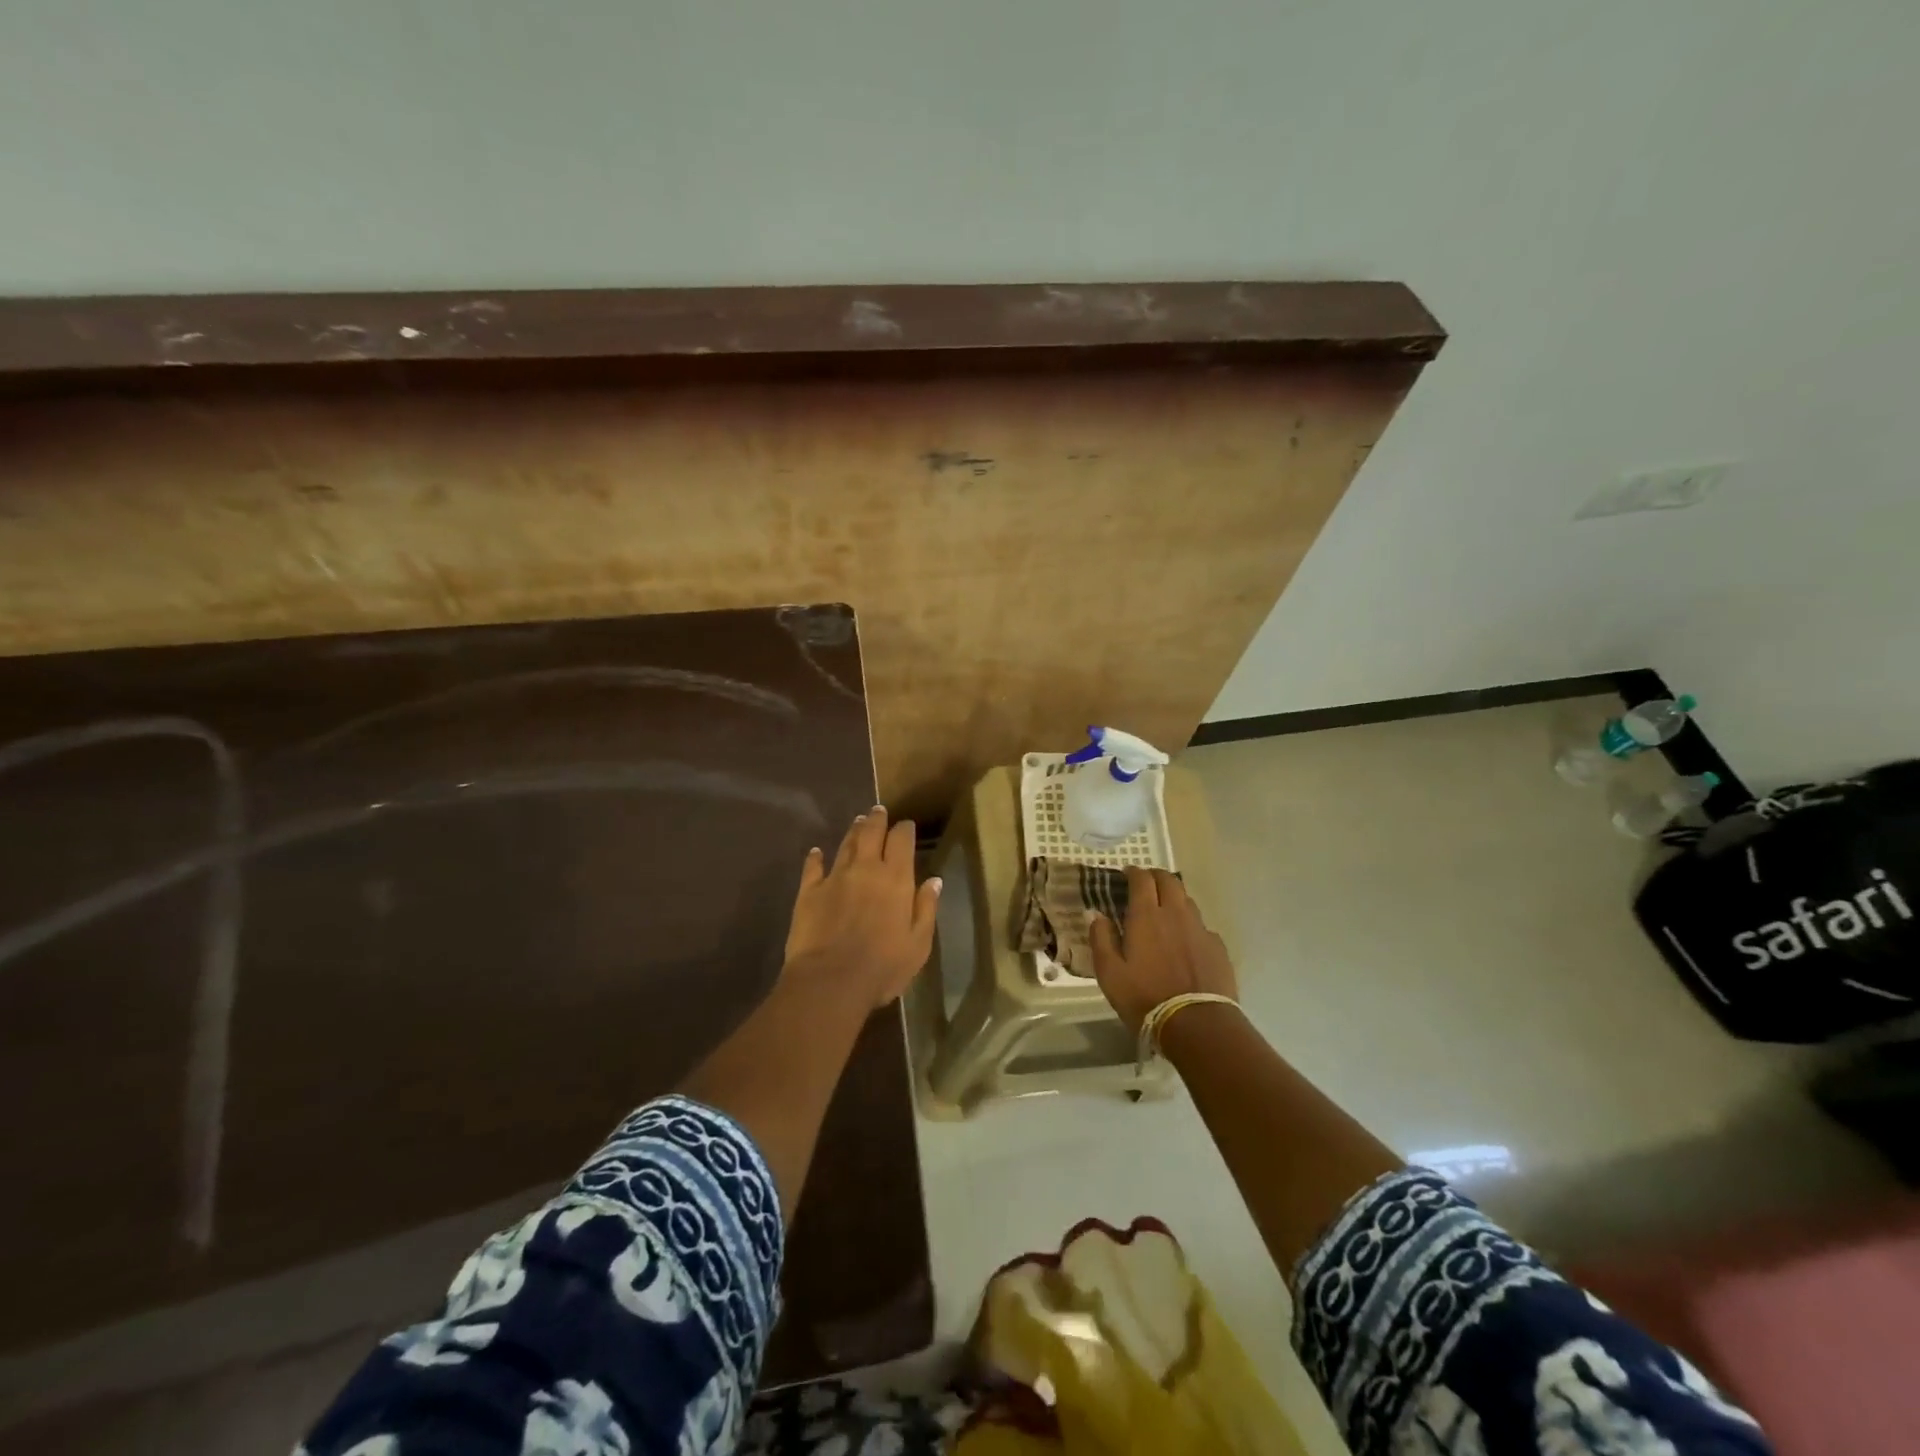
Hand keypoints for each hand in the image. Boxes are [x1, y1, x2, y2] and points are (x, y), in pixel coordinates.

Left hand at [784, 805, 940, 1008]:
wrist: (830, 981)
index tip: (906, 825)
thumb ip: (926, 908)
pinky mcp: (809, 892)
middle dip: (877, 819)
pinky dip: (815, 857)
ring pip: (845, 845)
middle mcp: (865, 869)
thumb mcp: (918, 943)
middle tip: (878, 811)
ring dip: (853, 831)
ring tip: (858, 822)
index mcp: (895, 879)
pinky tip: (816, 852)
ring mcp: (834, 878)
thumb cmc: (883, 966)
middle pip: (871, 833)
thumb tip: (934, 880)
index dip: (904, 829)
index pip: (901, 841)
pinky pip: (813, 867)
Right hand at [1089, 867, 1237, 1032]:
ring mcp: (1200, 929)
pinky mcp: (1218, 947)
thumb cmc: (1145, 998)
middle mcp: (1176, 914)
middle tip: (1146, 883)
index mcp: (1146, 916)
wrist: (1198, 1025)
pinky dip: (1190, 924)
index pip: (1142, 879)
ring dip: (1174, 898)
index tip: (1126, 874)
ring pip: (1187, 901)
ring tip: (1165, 910)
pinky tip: (1186, 941)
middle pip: (1169, 881)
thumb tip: (1095, 914)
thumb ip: (1100, 938)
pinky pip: (1202, 926)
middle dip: (1156, 876)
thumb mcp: (1110, 973)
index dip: (1133, 872)